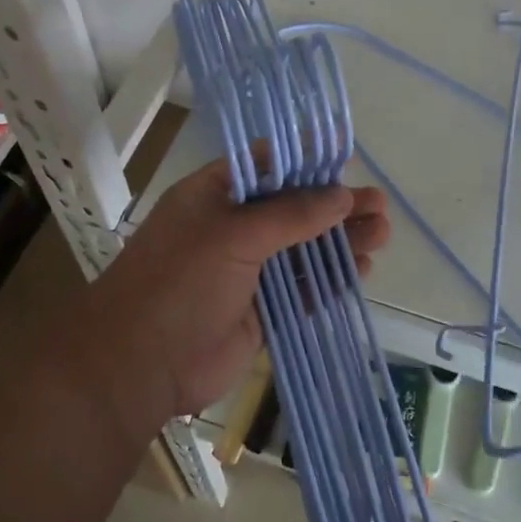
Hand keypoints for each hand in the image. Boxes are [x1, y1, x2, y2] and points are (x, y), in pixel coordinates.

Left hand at [75, 160, 390, 435]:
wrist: (138, 366)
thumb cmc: (179, 282)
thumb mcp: (233, 235)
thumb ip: (291, 215)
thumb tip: (342, 195)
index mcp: (214, 196)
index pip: (265, 166)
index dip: (305, 160)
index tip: (345, 155)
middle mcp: (232, 229)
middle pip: (293, 209)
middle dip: (335, 205)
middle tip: (379, 204)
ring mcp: (247, 272)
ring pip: (303, 250)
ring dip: (340, 241)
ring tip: (382, 233)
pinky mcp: (260, 312)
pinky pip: (302, 290)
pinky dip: (330, 280)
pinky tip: (361, 270)